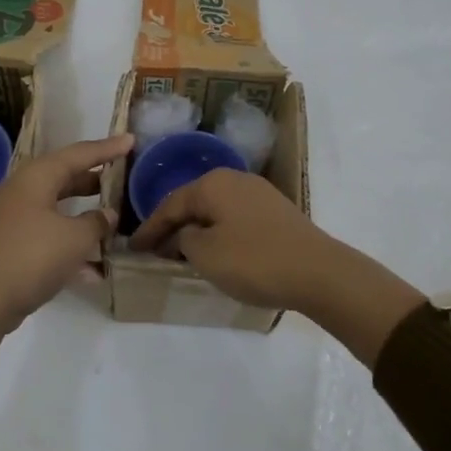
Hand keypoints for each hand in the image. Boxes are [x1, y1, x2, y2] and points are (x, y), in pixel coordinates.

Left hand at [0, 134, 133, 329]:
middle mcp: (23, 189)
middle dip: (95, 178)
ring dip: (84, 214)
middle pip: (66, 177)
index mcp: (38, 176)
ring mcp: (15, 217)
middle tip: (122, 175)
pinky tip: (95, 269)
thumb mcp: (75, 238)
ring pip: (58, 207)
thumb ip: (96, 222)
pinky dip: (70, 243)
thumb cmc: (33, 256)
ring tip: (112, 217)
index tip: (131, 140)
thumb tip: (106, 215)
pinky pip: (49, 233)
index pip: (80, 154)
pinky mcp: (12, 243)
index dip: (108, 148)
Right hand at [127, 167, 340, 313]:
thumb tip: (185, 234)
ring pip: (216, 210)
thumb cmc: (254, 260)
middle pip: (194, 202)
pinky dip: (220, 233)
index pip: (170, 204)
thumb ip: (184, 239)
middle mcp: (235, 179)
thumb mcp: (206, 254)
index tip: (132, 249)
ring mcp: (259, 193)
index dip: (149, 228)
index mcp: (213, 183)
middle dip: (173, 226)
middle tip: (154, 250)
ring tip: (183, 253)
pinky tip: (218, 252)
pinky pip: (235, 218)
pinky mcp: (276, 212)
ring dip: (198, 230)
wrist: (318, 271)